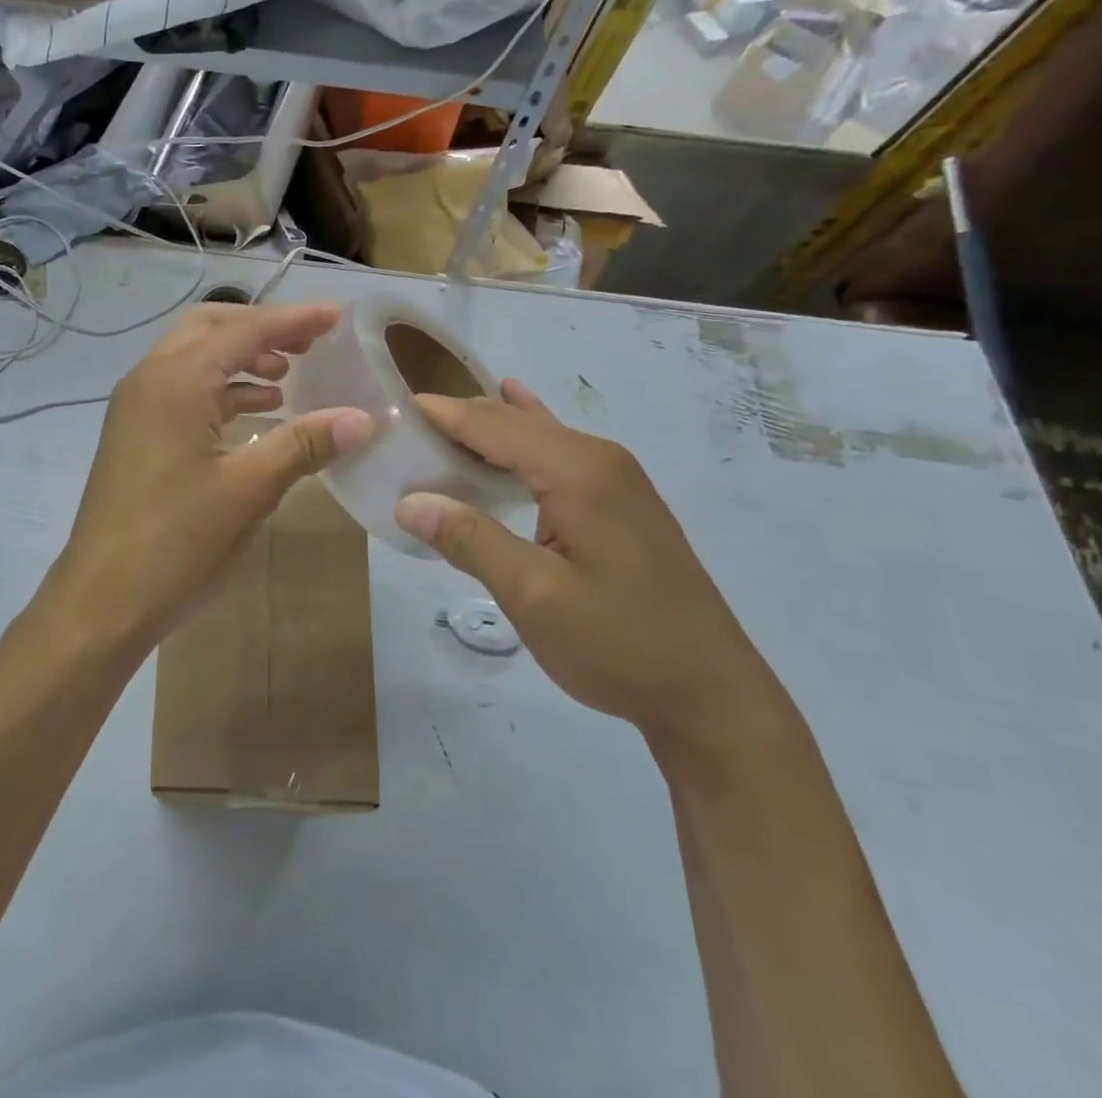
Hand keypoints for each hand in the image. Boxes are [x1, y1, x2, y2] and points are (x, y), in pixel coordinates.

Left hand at [48, 302, 372, 649]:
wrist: (101, 602)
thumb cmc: (177, 543)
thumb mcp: (250, 490)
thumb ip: (304, 444)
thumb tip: (362, 419)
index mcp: (177, 381)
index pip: (245, 330)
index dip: (294, 320)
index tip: (337, 317)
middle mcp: (150, 380)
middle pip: (210, 328)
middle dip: (261, 329)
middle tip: (309, 344)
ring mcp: (135, 407)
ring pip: (193, 358)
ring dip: (240, 359)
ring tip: (289, 377)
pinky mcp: (134, 434)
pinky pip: (182, 391)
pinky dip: (220, 390)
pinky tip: (256, 414)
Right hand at [395, 381, 789, 754]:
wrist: (710, 694)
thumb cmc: (619, 644)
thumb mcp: (535, 596)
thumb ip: (471, 540)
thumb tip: (408, 501)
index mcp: (578, 471)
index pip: (493, 425)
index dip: (441, 414)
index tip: (391, 407)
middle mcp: (599, 459)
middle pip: (514, 423)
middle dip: (459, 419)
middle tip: (402, 426)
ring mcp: (616, 479)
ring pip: (537, 436)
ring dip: (488, 430)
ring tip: (437, 426)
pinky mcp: (620, 501)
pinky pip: (557, 453)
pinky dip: (521, 440)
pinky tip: (516, 410)